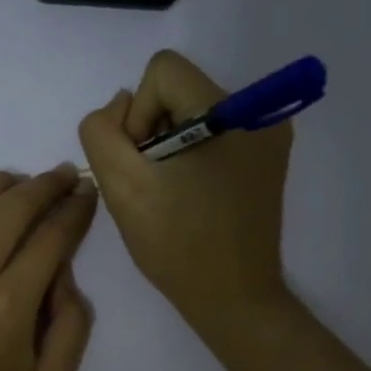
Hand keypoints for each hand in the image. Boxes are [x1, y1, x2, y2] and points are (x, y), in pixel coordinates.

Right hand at [78, 49, 293, 333]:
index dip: (138, 114)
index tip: (141, 162)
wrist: (233, 299)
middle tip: (151, 183)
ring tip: (169, 193)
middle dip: (152, 131)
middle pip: (178, 91)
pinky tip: (188, 196)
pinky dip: (189, 158)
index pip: (163, 71)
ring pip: (191, 114)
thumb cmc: (177, 245)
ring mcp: (267, 137)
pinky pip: (211, 137)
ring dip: (167, 146)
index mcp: (231, 112)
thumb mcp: (122, 187)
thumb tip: (120, 107)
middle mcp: (259, 112)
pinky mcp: (265, 160)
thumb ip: (102, 133)